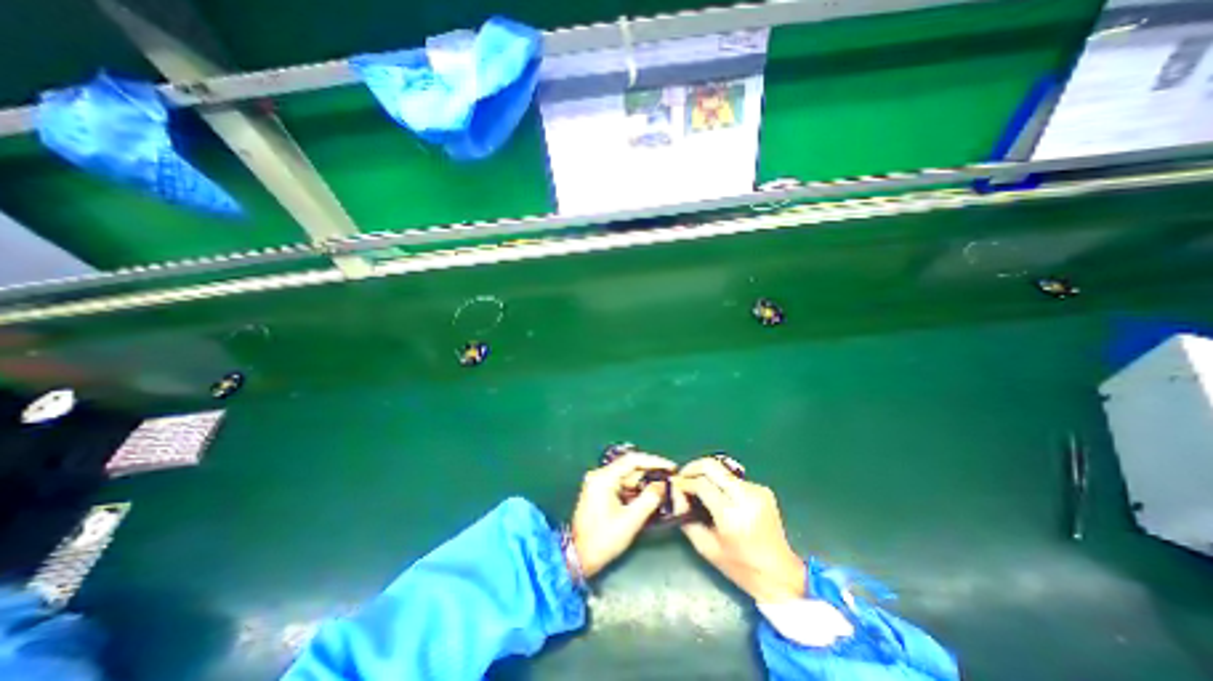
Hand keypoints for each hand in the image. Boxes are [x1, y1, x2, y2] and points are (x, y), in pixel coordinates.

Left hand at [574, 452, 676, 578]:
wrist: (578, 557)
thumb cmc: (603, 540)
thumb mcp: (630, 521)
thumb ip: (649, 499)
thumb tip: (663, 484)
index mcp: (604, 478)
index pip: (632, 460)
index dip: (654, 461)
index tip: (671, 467)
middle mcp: (599, 475)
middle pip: (629, 467)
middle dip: (650, 472)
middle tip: (670, 478)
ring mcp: (598, 483)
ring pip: (626, 476)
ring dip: (644, 482)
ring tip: (664, 486)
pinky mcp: (600, 492)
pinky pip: (621, 484)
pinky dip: (635, 489)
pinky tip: (649, 495)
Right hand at [674, 457, 803, 599]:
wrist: (781, 574)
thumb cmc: (741, 567)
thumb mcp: (707, 549)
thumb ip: (686, 520)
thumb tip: (675, 496)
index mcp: (731, 515)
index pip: (702, 484)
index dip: (685, 482)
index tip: (675, 486)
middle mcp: (746, 497)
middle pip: (712, 466)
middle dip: (693, 467)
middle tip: (683, 477)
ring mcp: (757, 490)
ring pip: (722, 470)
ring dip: (707, 475)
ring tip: (699, 487)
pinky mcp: (763, 489)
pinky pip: (734, 479)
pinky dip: (722, 483)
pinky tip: (719, 496)